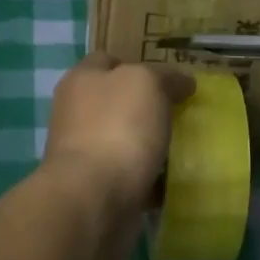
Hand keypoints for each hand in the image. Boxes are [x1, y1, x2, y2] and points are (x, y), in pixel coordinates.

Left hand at [42, 53, 193, 259]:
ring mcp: (82, 152)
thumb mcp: (147, 82)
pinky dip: (148, 178)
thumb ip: (166, 76)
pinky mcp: (94, 188)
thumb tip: (183, 82)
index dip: (139, 65)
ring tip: (183, 148)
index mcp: (81, 80)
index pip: (108, 60)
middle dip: (147, 108)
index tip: (170, 80)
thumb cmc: (117, 128)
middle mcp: (76, 112)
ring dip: (149, 145)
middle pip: (116, 101)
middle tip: (181, 114)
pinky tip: (171, 181)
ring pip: (123, 139)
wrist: (93, 199)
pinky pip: (128, 176)